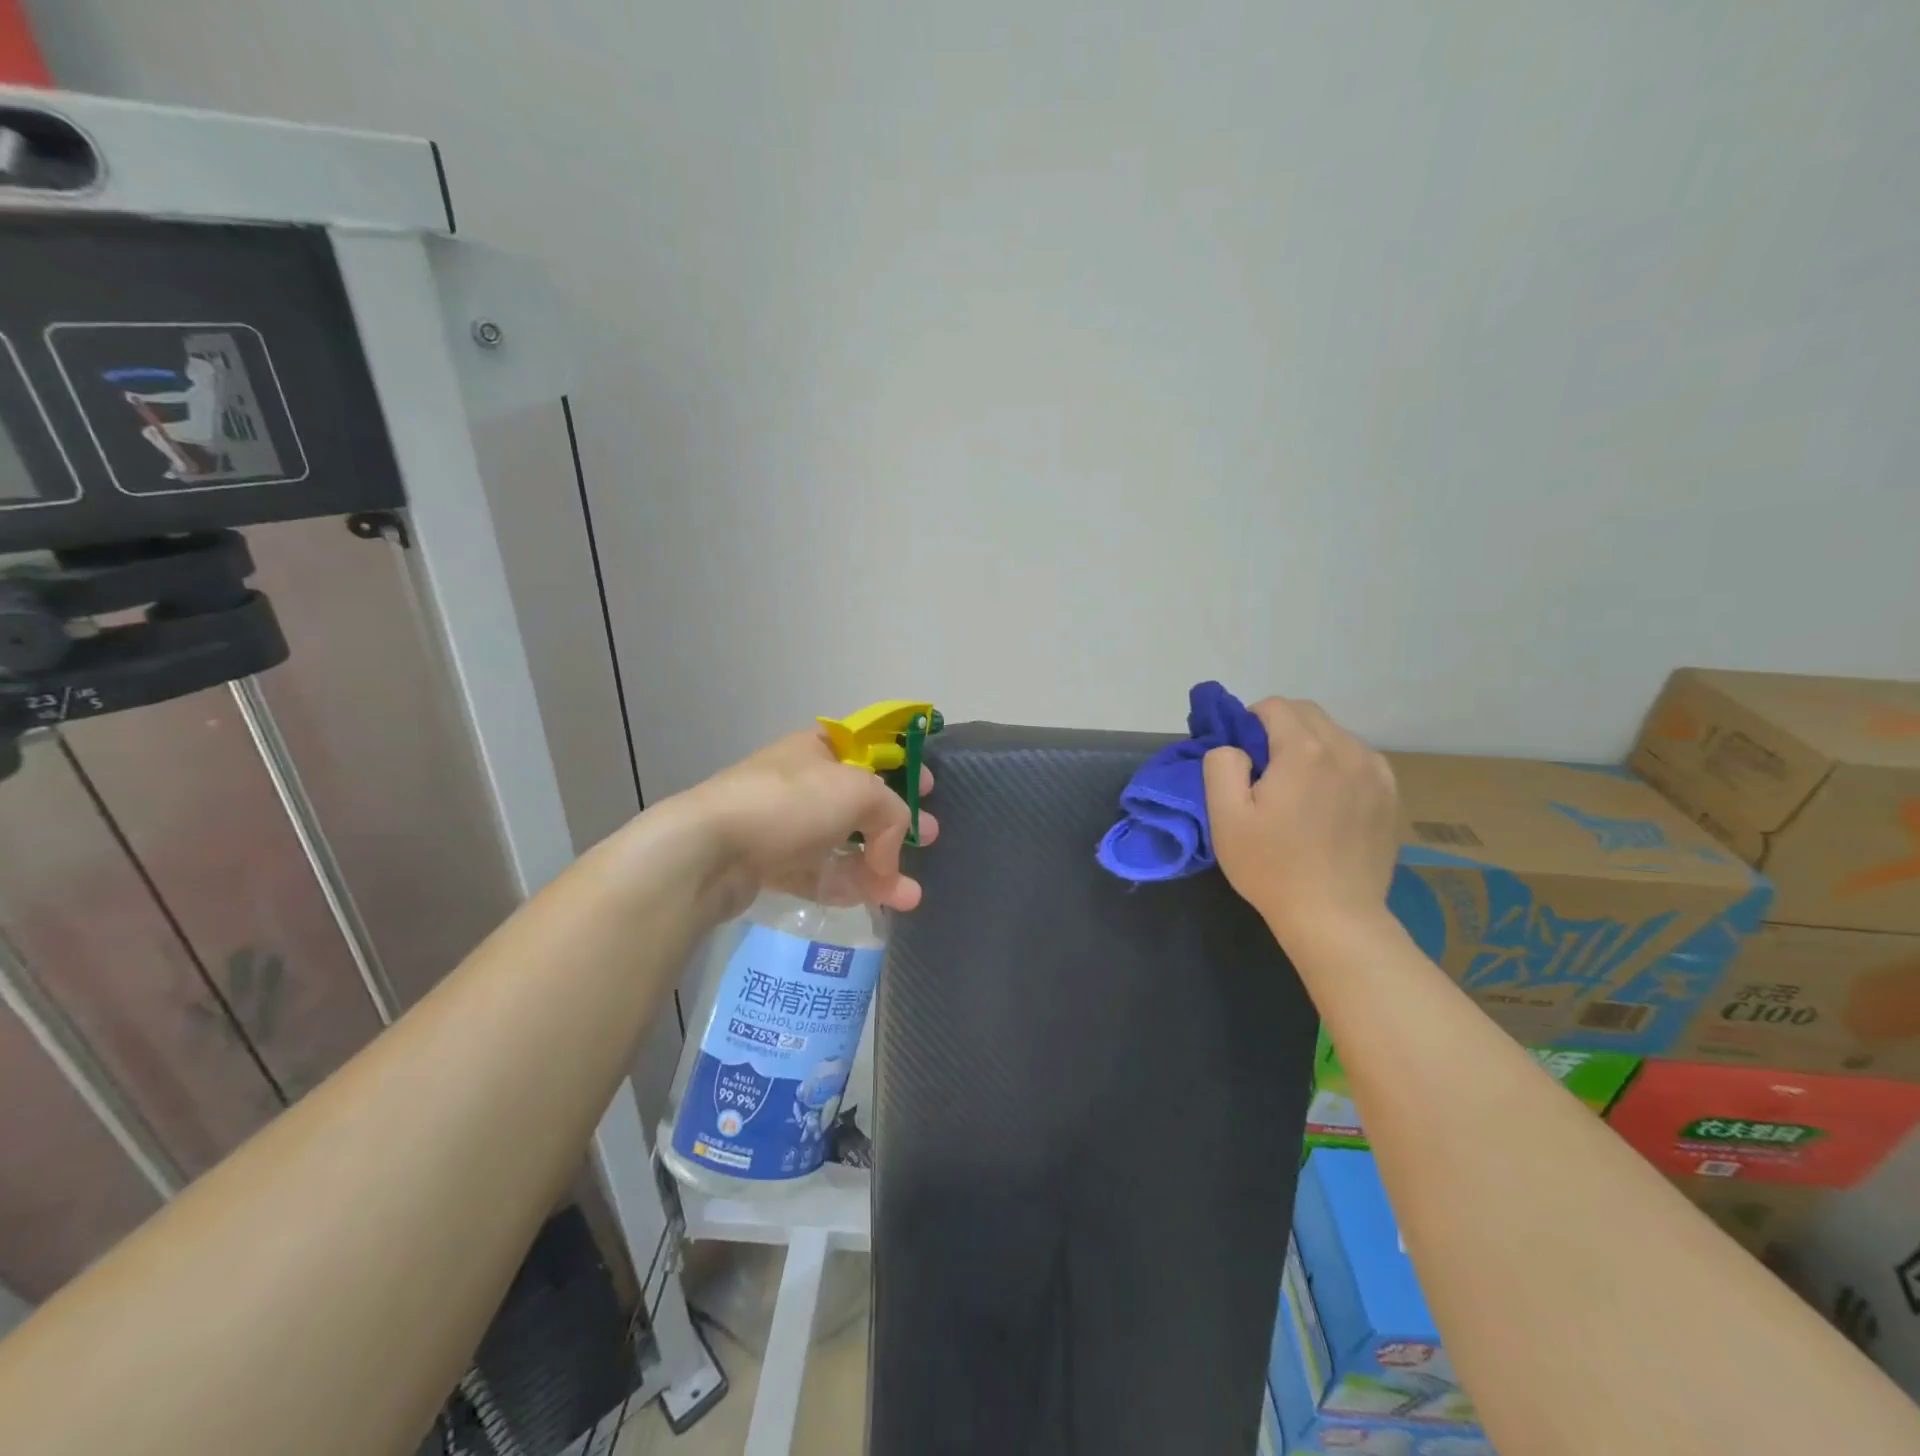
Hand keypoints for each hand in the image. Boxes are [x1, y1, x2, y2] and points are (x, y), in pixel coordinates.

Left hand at [676, 729, 938, 919]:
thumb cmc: (790, 803)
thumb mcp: (858, 792)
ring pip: (843, 844)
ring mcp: (785, 825)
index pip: (868, 748)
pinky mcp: (772, 865)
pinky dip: (849, 886)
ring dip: (880, 868)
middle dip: (897, 824)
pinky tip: (878, 902)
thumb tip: (890, 852)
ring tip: (909, 895)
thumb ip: (891, 813)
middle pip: (860, 802)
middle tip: (930, 838)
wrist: (710, 849)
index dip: (901, 763)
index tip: (928, 786)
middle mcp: (803, 783)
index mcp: (819, 749)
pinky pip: (820, 873)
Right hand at [1203, 697, 1397, 942]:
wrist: (1334, 916)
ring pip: (1334, 734)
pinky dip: (1337, 764)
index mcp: (1304, 750)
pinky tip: (1327, 800)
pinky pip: (1358, 757)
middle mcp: (1346, 749)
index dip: (1249, 723)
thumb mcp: (1225, 817)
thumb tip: (1235, 747)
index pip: (1274, 706)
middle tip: (1264, 772)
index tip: (1242, 758)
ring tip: (1298, 789)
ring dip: (1310, 746)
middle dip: (1280, 729)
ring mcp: (1375, 771)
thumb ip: (1222, 764)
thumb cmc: (1271, 866)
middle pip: (1307, 714)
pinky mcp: (1390, 793)